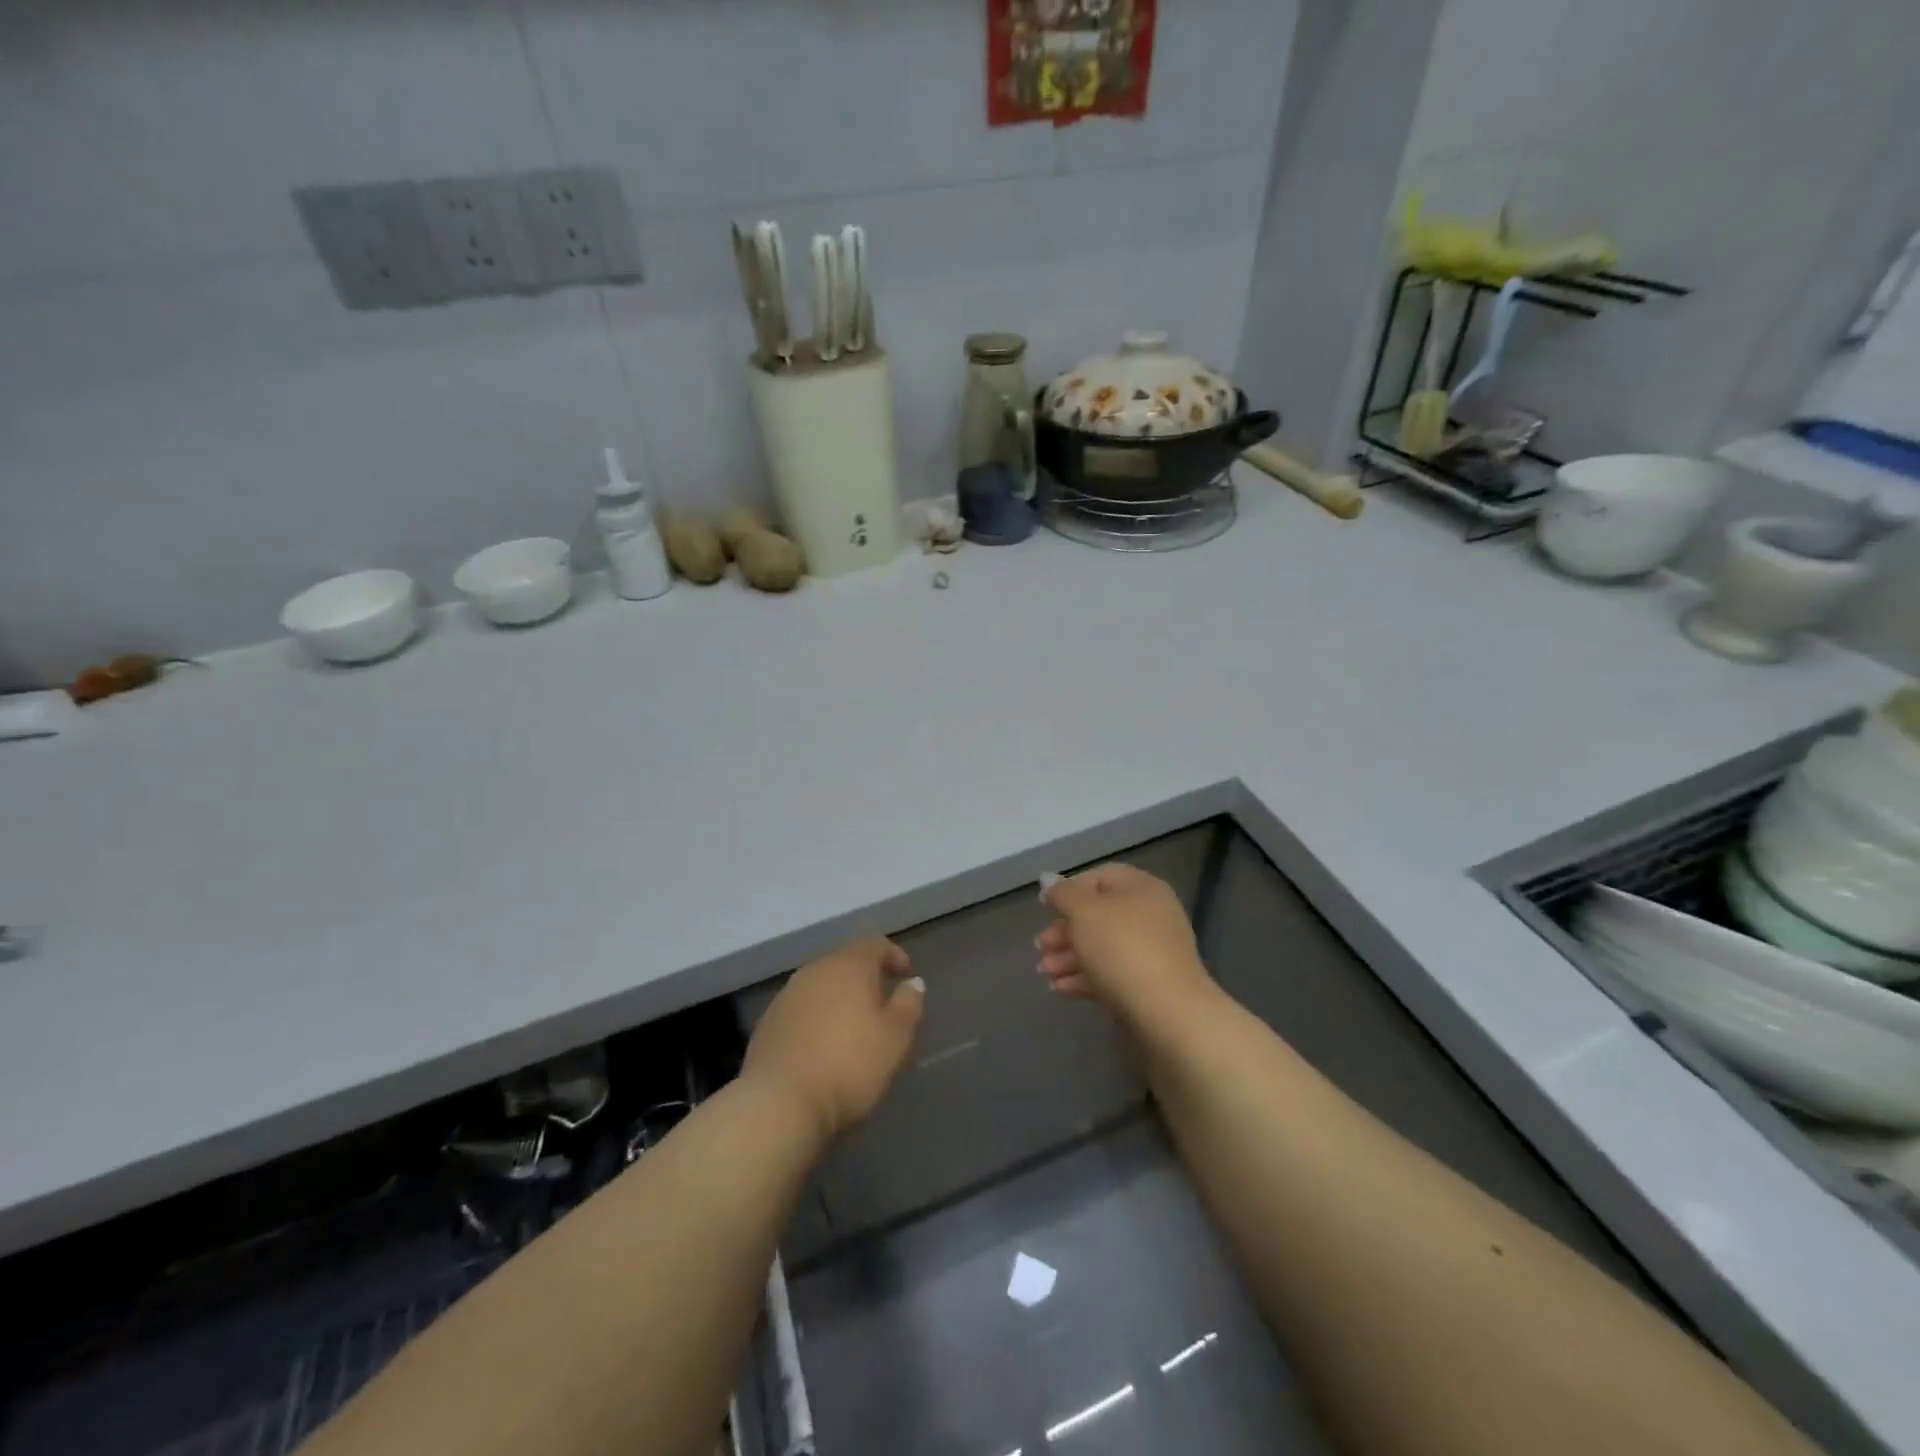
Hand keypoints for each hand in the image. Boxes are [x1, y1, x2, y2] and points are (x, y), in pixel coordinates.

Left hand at [742, 938, 924, 1143]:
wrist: (779, 1103)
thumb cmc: (849, 1065)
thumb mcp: (896, 1037)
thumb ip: (909, 1004)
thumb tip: (912, 983)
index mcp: (848, 966)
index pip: (875, 944)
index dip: (893, 955)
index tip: (906, 976)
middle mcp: (815, 971)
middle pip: (845, 963)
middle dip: (866, 980)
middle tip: (883, 1006)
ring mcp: (786, 996)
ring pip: (821, 987)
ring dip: (839, 1000)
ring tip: (853, 1030)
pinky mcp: (768, 1024)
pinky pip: (801, 1011)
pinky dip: (817, 1020)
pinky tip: (823, 1047)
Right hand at [1038, 864, 1213, 1024]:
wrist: (1167, 1012)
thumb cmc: (1122, 948)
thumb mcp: (1084, 912)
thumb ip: (1064, 894)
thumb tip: (1050, 881)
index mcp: (1141, 888)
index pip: (1100, 877)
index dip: (1070, 889)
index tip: (1044, 907)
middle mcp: (1151, 915)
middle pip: (1099, 915)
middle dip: (1065, 930)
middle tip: (1040, 946)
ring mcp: (1152, 952)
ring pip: (1102, 947)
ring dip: (1069, 957)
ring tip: (1044, 972)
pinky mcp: (1148, 985)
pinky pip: (1111, 973)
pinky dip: (1085, 978)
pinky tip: (1059, 988)